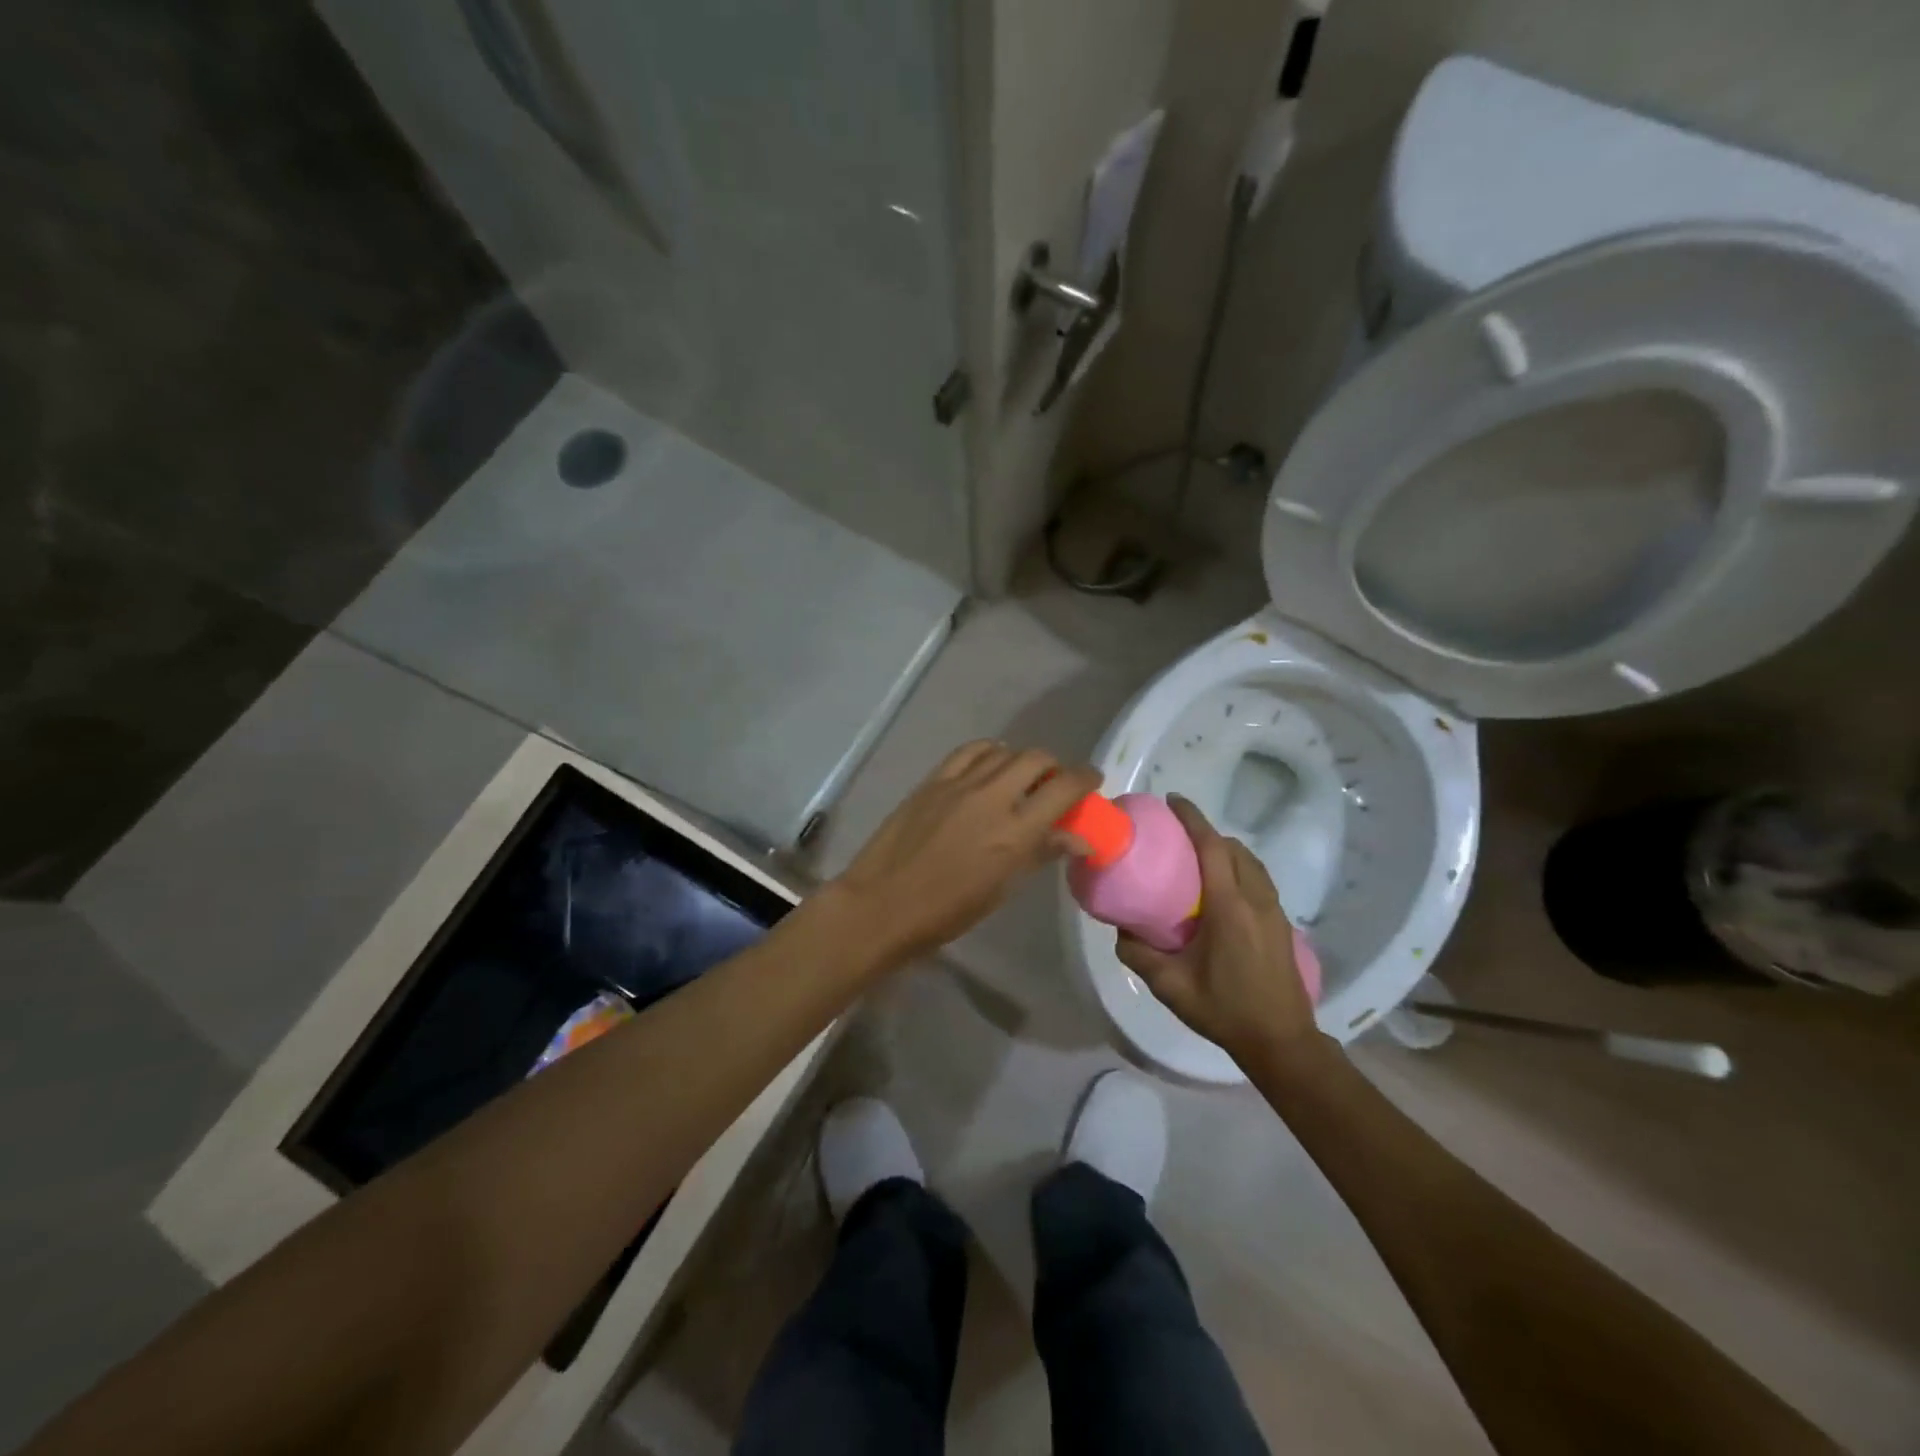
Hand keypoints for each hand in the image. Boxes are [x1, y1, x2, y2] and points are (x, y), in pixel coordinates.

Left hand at [831, 741, 1100, 961]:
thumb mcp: (1001, 889)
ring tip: (1020, 778)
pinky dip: (988, 753)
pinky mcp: (933, 780)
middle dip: (1055, 767)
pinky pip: (970, 751)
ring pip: (1004, 751)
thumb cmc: (946, 912)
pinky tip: (989, 765)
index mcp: (1015, 832)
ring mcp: (959, 784)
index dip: (1085, 779)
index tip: (1092, 782)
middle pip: (1037, 759)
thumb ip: (1039, 854)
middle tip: (1055, 785)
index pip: (1064, 788)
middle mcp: (992, 797)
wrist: (882, 904)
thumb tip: (1077, 839)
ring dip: (1021, 760)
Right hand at [1115, 795, 1326, 1066]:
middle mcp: (1255, 900)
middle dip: (1207, 832)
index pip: (1212, 848)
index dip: (1193, 819)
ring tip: (1198, 858)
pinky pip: (1260, 879)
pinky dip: (1239, 868)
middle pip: (1233, 848)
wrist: (1281, 1041)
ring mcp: (1274, 911)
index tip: (1173, 801)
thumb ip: (1139, 955)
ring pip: (1251, 862)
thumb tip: (1121, 930)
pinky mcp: (1282, 924)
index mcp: (1229, 907)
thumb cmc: (1224, 1010)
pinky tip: (1222, 889)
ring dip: (1225, 850)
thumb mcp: (1170, 986)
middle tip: (1177, 836)